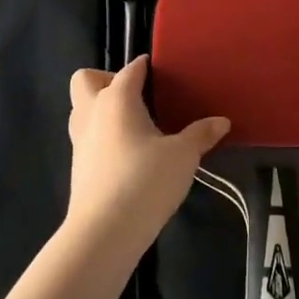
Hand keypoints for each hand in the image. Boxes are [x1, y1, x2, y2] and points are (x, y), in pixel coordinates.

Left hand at [66, 56, 229, 257]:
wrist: (104, 231)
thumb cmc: (145, 180)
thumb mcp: (183, 156)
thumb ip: (200, 135)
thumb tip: (221, 121)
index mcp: (117, 99)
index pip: (130, 70)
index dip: (145, 66)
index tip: (159, 71)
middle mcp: (92, 112)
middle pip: (86, 79)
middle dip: (106, 80)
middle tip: (135, 97)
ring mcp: (80, 140)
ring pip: (81, 109)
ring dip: (101, 109)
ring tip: (133, 126)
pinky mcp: (77, 167)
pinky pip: (86, 137)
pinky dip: (102, 137)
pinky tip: (127, 155)